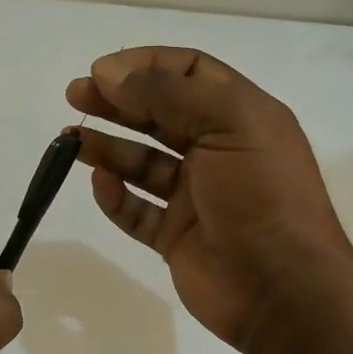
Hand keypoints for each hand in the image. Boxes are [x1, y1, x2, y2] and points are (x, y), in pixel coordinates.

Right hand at [67, 47, 351, 352]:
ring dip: (108, 148)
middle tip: (75, 96)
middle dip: (117, 102)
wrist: (282, 289)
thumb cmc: (262, 194)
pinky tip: (101, 185)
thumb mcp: (228, 124)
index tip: (102, 71)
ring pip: (142, 163)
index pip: (189, 72)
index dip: (145, 65)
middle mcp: (218, 151)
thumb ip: (168, 93)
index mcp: (240, 116)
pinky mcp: (177, 236)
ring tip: (70, 141)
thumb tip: (111, 72)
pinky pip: (137, 211)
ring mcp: (196, 196)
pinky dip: (116, 197)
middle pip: (159, 114)